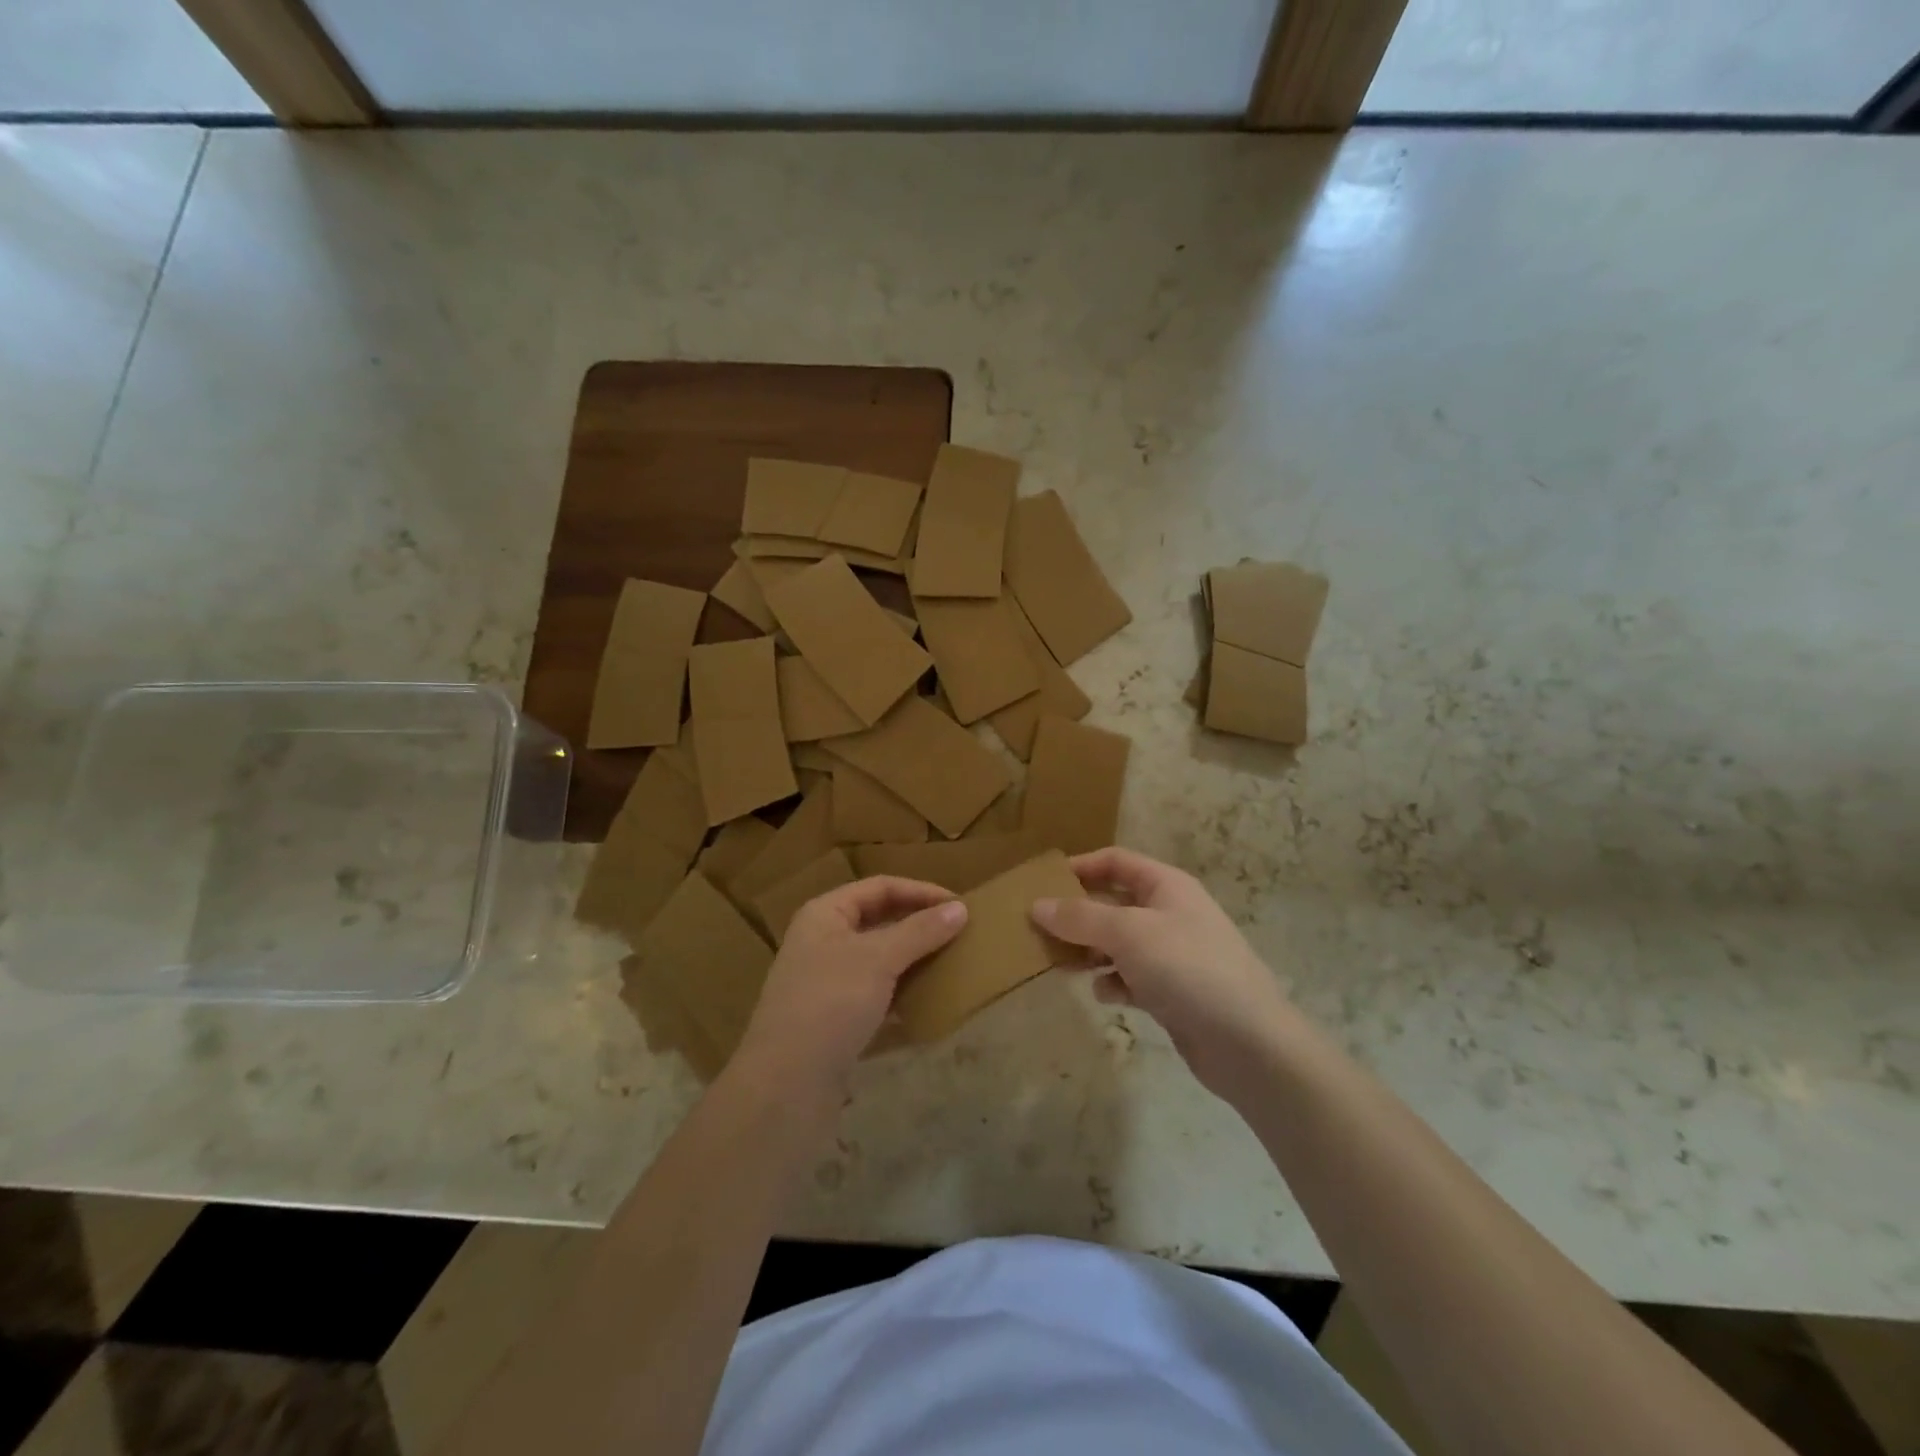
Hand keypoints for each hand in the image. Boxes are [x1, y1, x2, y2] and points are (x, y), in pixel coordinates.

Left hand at [732, 877, 965, 1104]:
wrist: (786, 1086)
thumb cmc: (830, 1004)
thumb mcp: (878, 959)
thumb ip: (920, 931)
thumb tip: (960, 909)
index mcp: (825, 915)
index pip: (880, 887)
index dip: (921, 891)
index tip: (961, 906)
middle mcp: (823, 942)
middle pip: (879, 922)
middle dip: (919, 926)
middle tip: (960, 934)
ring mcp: (827, 983)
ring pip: (879, 961)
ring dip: (913, 961)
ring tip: (952, 965)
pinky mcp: (835, 1020)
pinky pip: (877, 997)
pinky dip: (902, 996)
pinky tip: (929, 1005)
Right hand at [1032, 848, 1291, 1098]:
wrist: (1248, 1042)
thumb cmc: (1187, 968)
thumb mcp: (1128, 933)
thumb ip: (1080, 917)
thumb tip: (1037, 905)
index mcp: (1166, 886)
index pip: (1116, 861)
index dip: (1080, 867)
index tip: (1042, 884)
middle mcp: (1169, 913)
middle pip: (1113, 903)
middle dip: (1078, 915)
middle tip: (1039, 929)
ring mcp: (1172, 954)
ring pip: (1118, 943)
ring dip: (1089, 951)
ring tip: (1059, 963)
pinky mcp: (1172, 992)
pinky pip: (1131, 977)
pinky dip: (1113, 983)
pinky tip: (1105, 995)